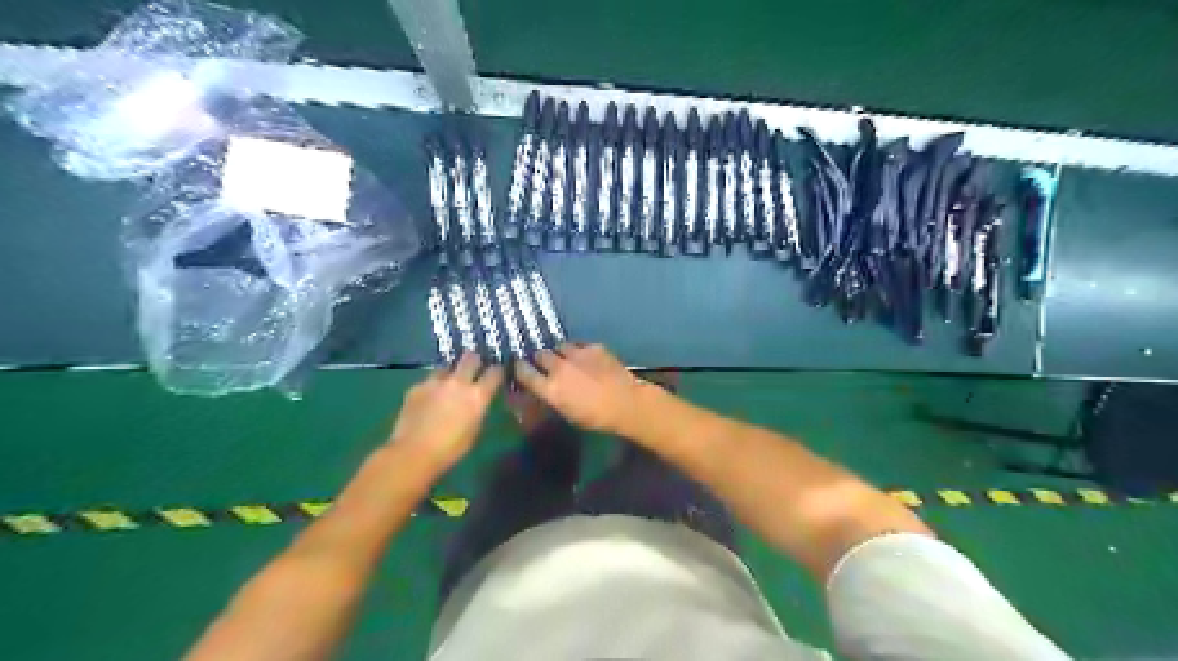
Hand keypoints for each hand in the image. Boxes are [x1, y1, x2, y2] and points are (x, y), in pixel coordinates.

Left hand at [390, 353, 499, 470]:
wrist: (413, 453)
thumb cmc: (451, 449)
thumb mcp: (474, 430)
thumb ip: (478, 409)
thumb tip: (477, 402)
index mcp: (477, 395)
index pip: (495, 372)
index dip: (497, 372)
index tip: (496, 375)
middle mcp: (458, 382)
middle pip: (471, 357)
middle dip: (474, 361)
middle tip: (473, 368)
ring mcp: (435, 382)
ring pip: (447, 367)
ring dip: (450, 374)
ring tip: (447, 385)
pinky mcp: (416, 387)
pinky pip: (428, 381)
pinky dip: (432, 387)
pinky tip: (428, 399)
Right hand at [514, 343, 654, 434]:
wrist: (626, 403)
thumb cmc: (595, 417)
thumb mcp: (566, 412)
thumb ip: (551, 397)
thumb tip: (542, 389)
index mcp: (549, 388)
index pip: (523, 371)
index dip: (520, 369)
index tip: (521, 368)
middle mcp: (558, 367)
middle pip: (540, 354)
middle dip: (541, 359)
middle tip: (546, 365)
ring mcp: (576, 354)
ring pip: (559, 346)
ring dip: (559, 353)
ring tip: (566, 359)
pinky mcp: (593, 347)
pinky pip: (579, 345)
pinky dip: (579, 351)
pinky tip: (586, 359)